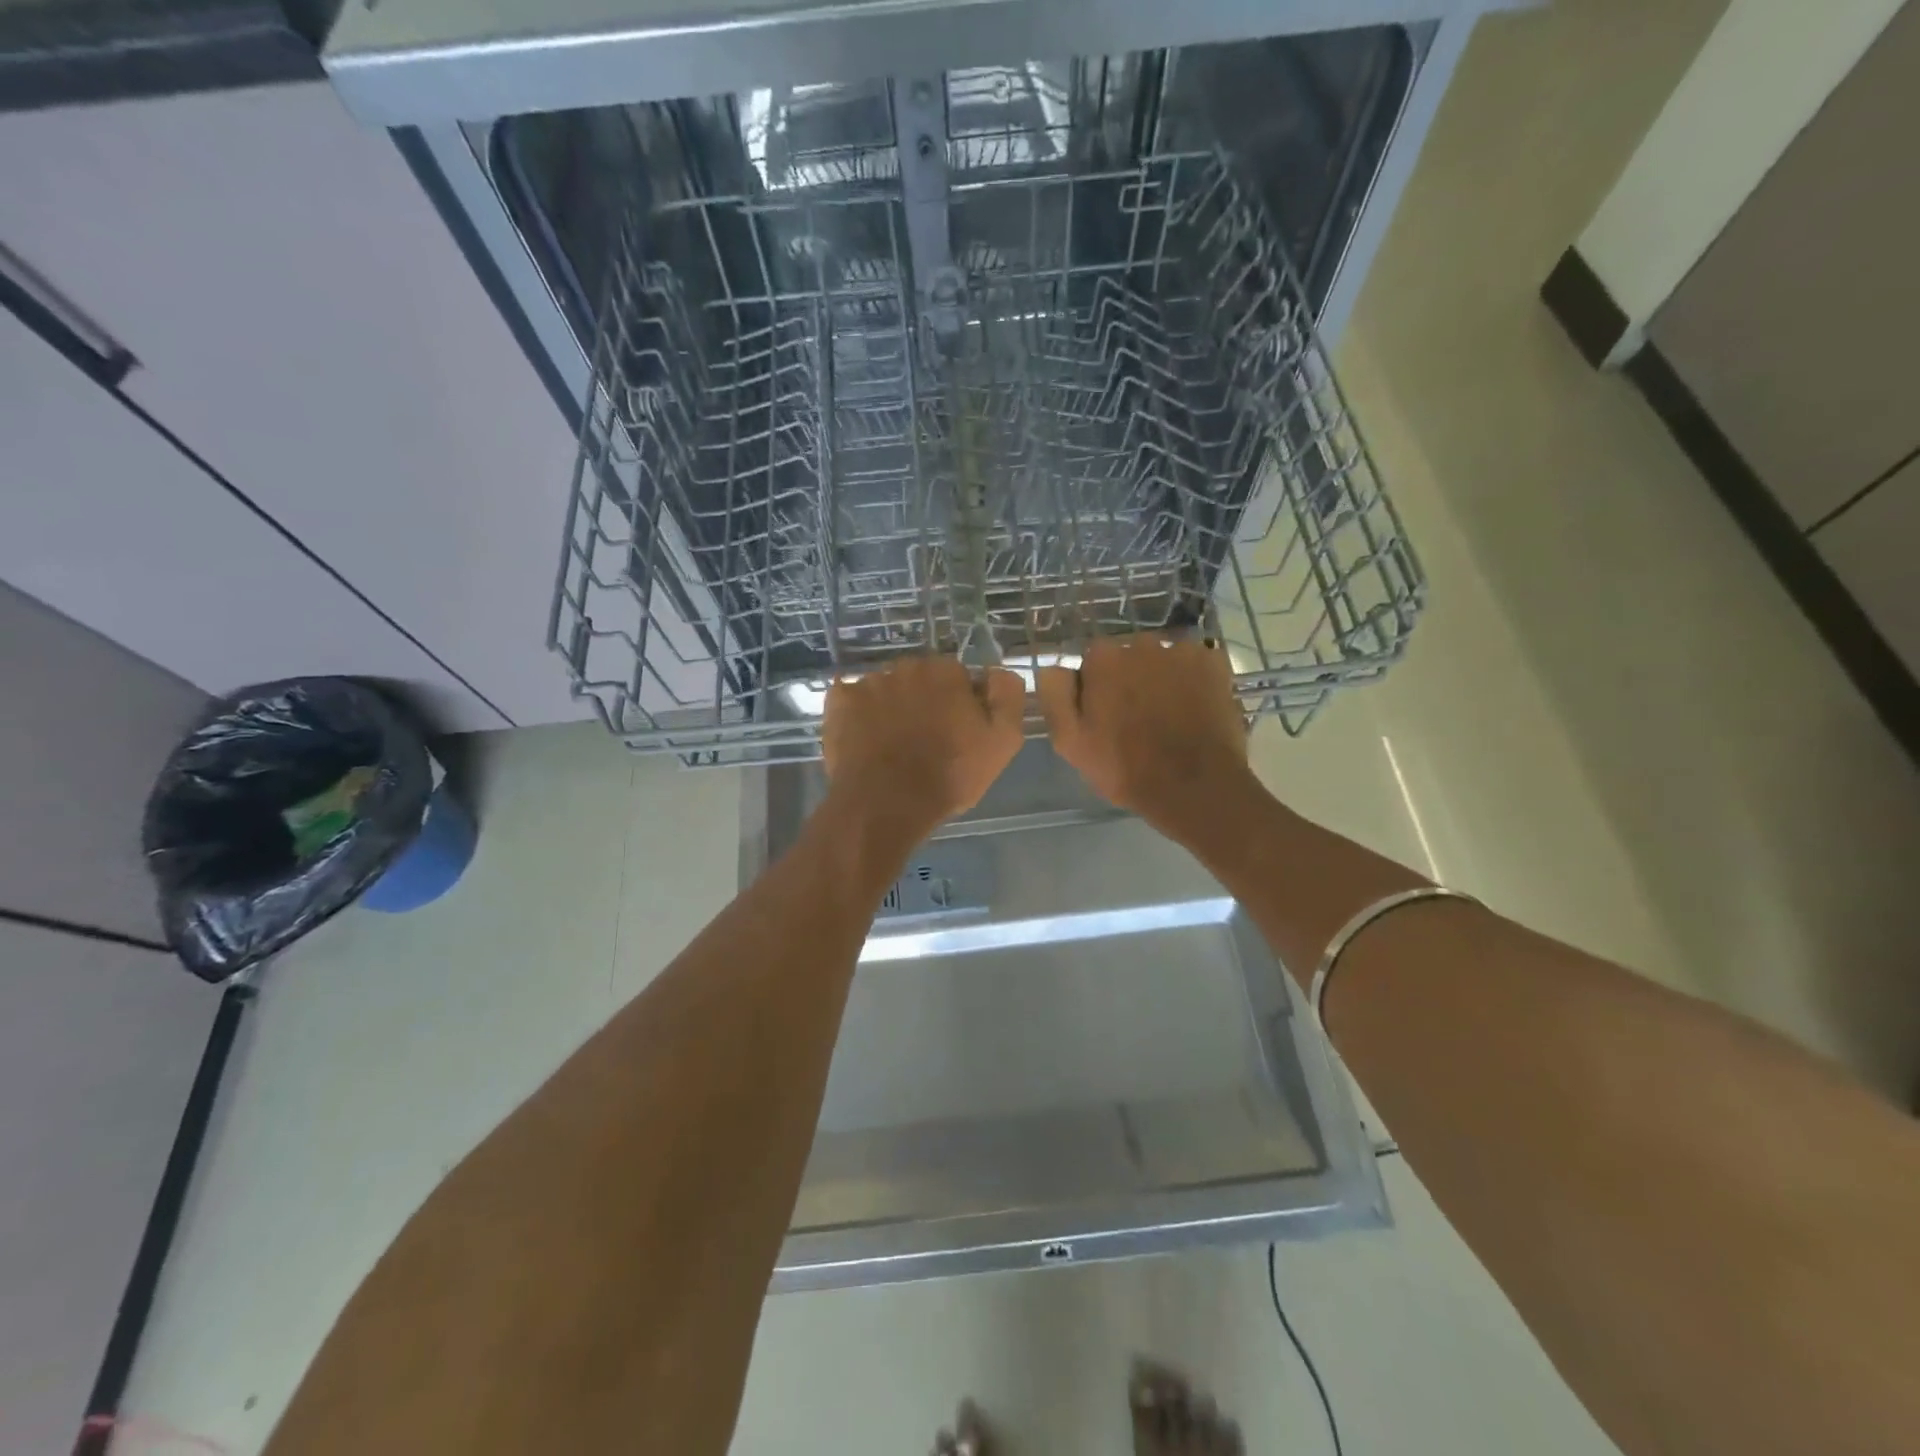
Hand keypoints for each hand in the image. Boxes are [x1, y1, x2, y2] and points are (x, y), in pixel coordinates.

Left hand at [822, 657, 1025, 842]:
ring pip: (887, 691)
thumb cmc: (949, 775)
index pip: (958, 679)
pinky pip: (852, 701)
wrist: (886, 804)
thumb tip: (996, 672)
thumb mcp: (1003, 741)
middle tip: (925, 742)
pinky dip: (858, 715)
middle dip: (924, 703)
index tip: (957, 735)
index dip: (960, 706)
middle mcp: (906, 667)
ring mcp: (868, 683)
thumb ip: (1008, 696)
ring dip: (891, 709)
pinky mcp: (839, 703)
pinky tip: (865, 741)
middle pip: (920, 681)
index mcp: (946, 671)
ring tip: (892, 747)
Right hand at [1036, 636, 1253, 844]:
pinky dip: (1193, 681)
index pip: (1092, 662)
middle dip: (1130, 679)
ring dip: (1162, 679)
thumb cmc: (1125, 768)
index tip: (1105, 715)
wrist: (1194, 787)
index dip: (1097, 688)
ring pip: (1163, 660)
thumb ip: (1054, 695)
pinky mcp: (1215, 664)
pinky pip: (1195, 665)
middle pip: (1129, 656)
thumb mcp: (1070, 742)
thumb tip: (1054, 667)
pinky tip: (1193, 710)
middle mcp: (1141, 643)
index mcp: (1103, 659)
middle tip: (1137, 719)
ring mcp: (1182, 651)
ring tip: (1169, 716)